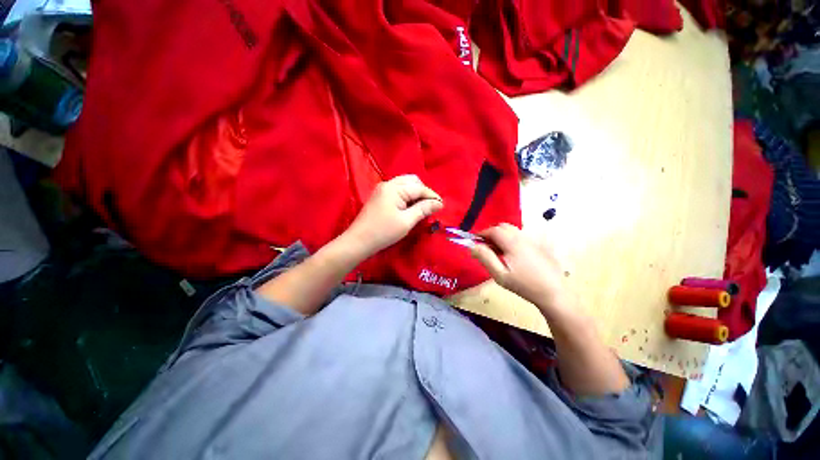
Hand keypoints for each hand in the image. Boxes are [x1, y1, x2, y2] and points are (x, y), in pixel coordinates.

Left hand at [343, 175, 442, 257]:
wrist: (358, 241)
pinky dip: (407, 196)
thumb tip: (438, 203)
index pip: (419, 188)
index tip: (442, 206)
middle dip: (423, 192)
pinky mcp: (379, 197)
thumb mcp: (406, 221)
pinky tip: (411, 207)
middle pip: (412, 181)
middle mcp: (388, 184)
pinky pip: (398, 191)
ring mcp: (382, 190)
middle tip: (431, 206)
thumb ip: (423, 209)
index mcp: (394, 188)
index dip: (432, 196)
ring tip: (423, 207)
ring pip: (405, 185)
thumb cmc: (383, 232)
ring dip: (416, 193)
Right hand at [470, 224, 571, 313]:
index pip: (494, 230)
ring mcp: (533, 240)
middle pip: (504, 227)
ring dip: (503, 236)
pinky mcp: (540, 245)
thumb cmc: (523, 285)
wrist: (553, 293)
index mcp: (513, 242)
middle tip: (487, 247)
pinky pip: (522, 236)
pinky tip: (514, 254)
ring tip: (500, 251)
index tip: (475, 241)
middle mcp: (523, 237)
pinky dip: (513, 239)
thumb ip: (485, 257)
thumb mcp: (500, 275)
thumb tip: (473, 245)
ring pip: (514, 230)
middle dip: (492, 233)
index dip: (482, 233)